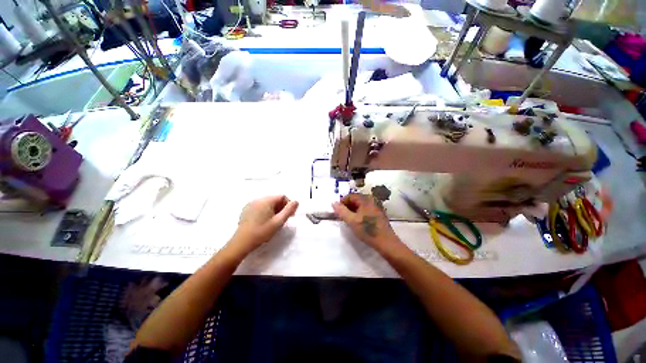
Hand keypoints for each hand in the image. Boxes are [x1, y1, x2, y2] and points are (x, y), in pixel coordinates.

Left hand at [230, 195, 298, 255]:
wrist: (242, 242)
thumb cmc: (262, 232)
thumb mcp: (278, 222)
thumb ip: (289, 210)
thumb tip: (296, 201)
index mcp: (266, 200)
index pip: (282, 196)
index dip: (288, 204)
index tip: (291, 215)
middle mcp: (258, 199)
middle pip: (275, 199)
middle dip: (282, 207)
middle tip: (283, 219)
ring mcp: (251, 204)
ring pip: (268, 203)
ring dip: (274, 209)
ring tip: (275, 221)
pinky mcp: (246, 209)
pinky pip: (260, 206)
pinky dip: (266, 211)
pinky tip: (265, 221)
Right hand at [332, 193, 400, 251]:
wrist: (386, 242)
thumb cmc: (367, 230)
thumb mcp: (351, 221)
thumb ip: (341, 211)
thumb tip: (333, 203)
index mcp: (365, 199)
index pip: (350, 196)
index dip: (342, 202)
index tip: (338, 212)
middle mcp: (372, 200)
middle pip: (356, 199)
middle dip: (348, 206)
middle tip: (343, 216)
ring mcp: (376, 206)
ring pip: (361, 205)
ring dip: (353, 210)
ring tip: (350, 220)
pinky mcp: (379, 213)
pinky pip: (366, 209)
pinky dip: (360, 213)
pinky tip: (359, 222)